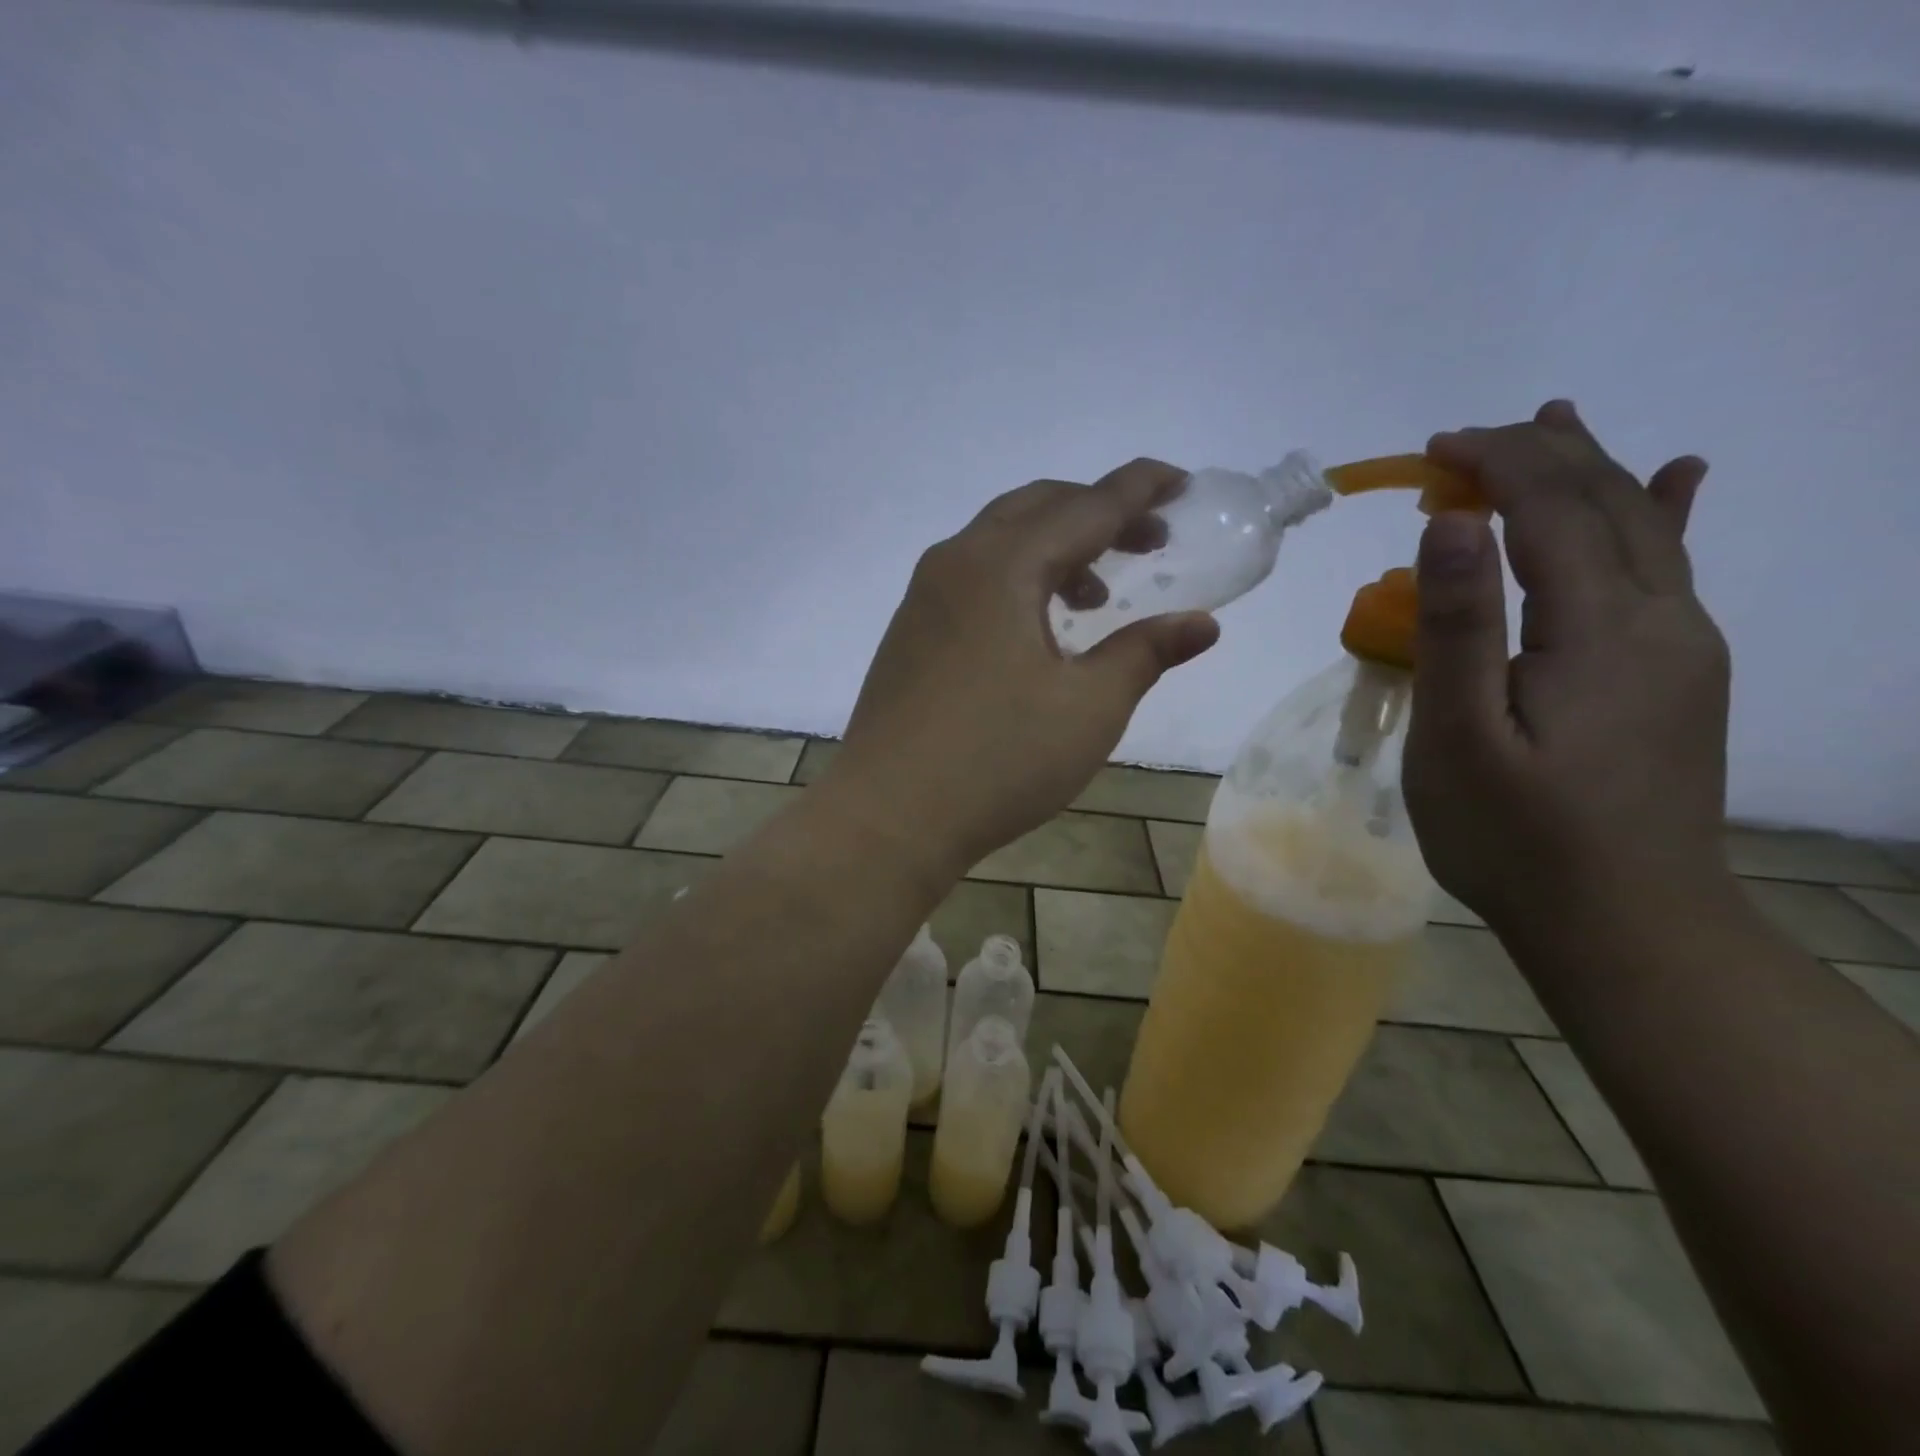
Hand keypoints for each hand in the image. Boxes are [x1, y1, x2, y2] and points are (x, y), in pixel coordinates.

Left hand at [822, 460, 1220, 880]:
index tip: (1181, 483)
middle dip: (1097, 514)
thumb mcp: (1089, 708)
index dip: (1140, 490)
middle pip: (1036, 508)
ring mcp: (922, 598)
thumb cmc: (998, 760)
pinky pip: (971, 577)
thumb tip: (1200, 623)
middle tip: (1147, 542)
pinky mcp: (908, 632)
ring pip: (998, 542)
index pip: (1086, 506)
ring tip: (1095, 597)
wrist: (888, 816)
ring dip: (1055, 550)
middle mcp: (955, 563)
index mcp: (1002, 566)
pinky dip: (1017, 579)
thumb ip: (1145, 653)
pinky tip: (1036, 631)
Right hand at [1403, 401, 1732, 934]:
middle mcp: (1662, 618)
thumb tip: (1454, 524)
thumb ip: (1458, 626)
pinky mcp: (1679, 675)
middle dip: (1535, 456)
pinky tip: (1678, 479)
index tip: (1430, 452)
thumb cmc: (1516, 836)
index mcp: (1602, 629)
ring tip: (1553, 424)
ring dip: (1590, 470)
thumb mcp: (1460, 737)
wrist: (1624, 923)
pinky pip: (1672, 569)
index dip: (1493, 465)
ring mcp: (1682, 646)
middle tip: (1462, 441)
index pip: (1551, 509)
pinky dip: (1664, 513)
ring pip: (1643, 528)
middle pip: (1605, 504)